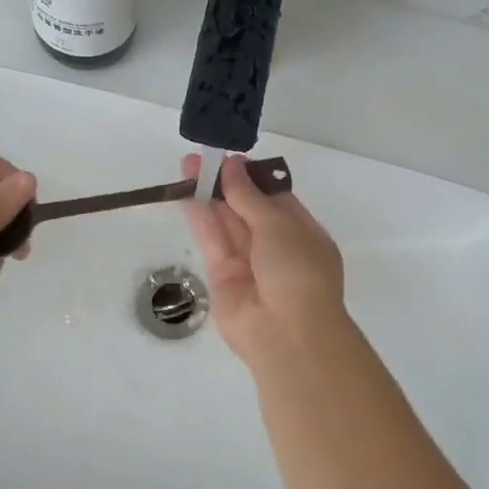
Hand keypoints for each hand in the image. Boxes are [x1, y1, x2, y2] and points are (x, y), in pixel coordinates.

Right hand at [181, 152, 346, 364]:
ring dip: (208, 194)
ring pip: (226, 222)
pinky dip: (199, 216)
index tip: (229, 157)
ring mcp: (248, 261)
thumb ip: (249, 195)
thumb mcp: (278, 224)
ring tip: (187, 166)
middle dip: (226, 182)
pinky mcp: (222, 275)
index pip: (274, 198)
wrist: (286, 332)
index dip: (252, 178)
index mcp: (301, 232)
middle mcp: (275, 246)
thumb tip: (232, 165)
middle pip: (246, 208)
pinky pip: (211, 239)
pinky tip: (186, 192)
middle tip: (201, 157)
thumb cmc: (297, 270)